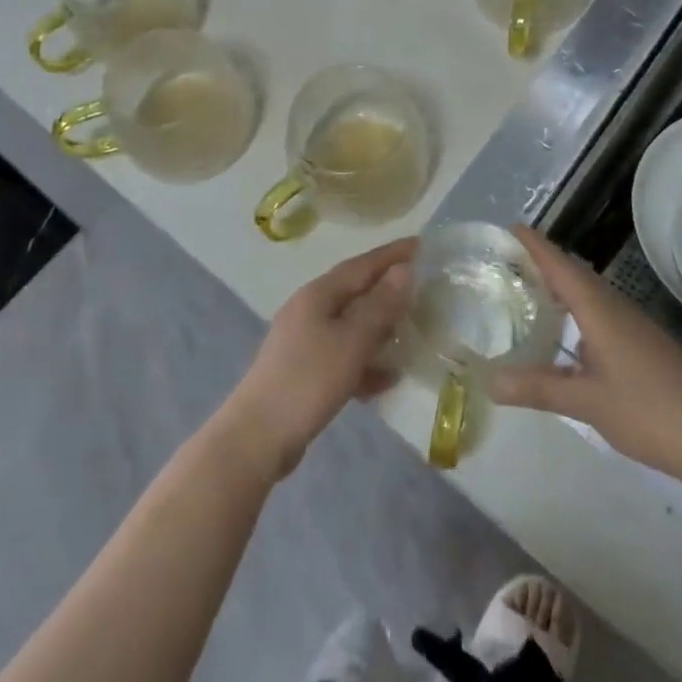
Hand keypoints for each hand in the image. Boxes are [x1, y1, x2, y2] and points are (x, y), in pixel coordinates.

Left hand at [218, 237, 415, 480]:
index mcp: (318, 294)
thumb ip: (379, 306)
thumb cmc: (308, 381)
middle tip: (424, 289)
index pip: (362, 264)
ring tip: (412, 333)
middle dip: (389, 290)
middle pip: (356, 292)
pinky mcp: (304, 371)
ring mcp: (304, 341)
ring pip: (350, 325)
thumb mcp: (351, 342)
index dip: (392, 254)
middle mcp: (309, 309)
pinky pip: (343, 355)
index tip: (422, 244)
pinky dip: (365, 361)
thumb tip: (404, 270)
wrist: (257, 438)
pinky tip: (388, 379)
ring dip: (380, 328)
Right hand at [490, 226, 681, 477]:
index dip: (535, 245)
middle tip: (508, 260)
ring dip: (561, 286)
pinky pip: (600, 312)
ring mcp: (632, 325)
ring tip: (530, 291)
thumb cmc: (648, 411)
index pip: (560, 265)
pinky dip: (576, 310)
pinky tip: (567, 335)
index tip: (510, 228)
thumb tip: (489, 382)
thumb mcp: (586, 402)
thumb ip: (537, 389)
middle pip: (574, 273)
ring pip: (589, 293)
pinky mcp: (642, 345)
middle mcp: (615, 307)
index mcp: (599, 309)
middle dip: (543, 262)